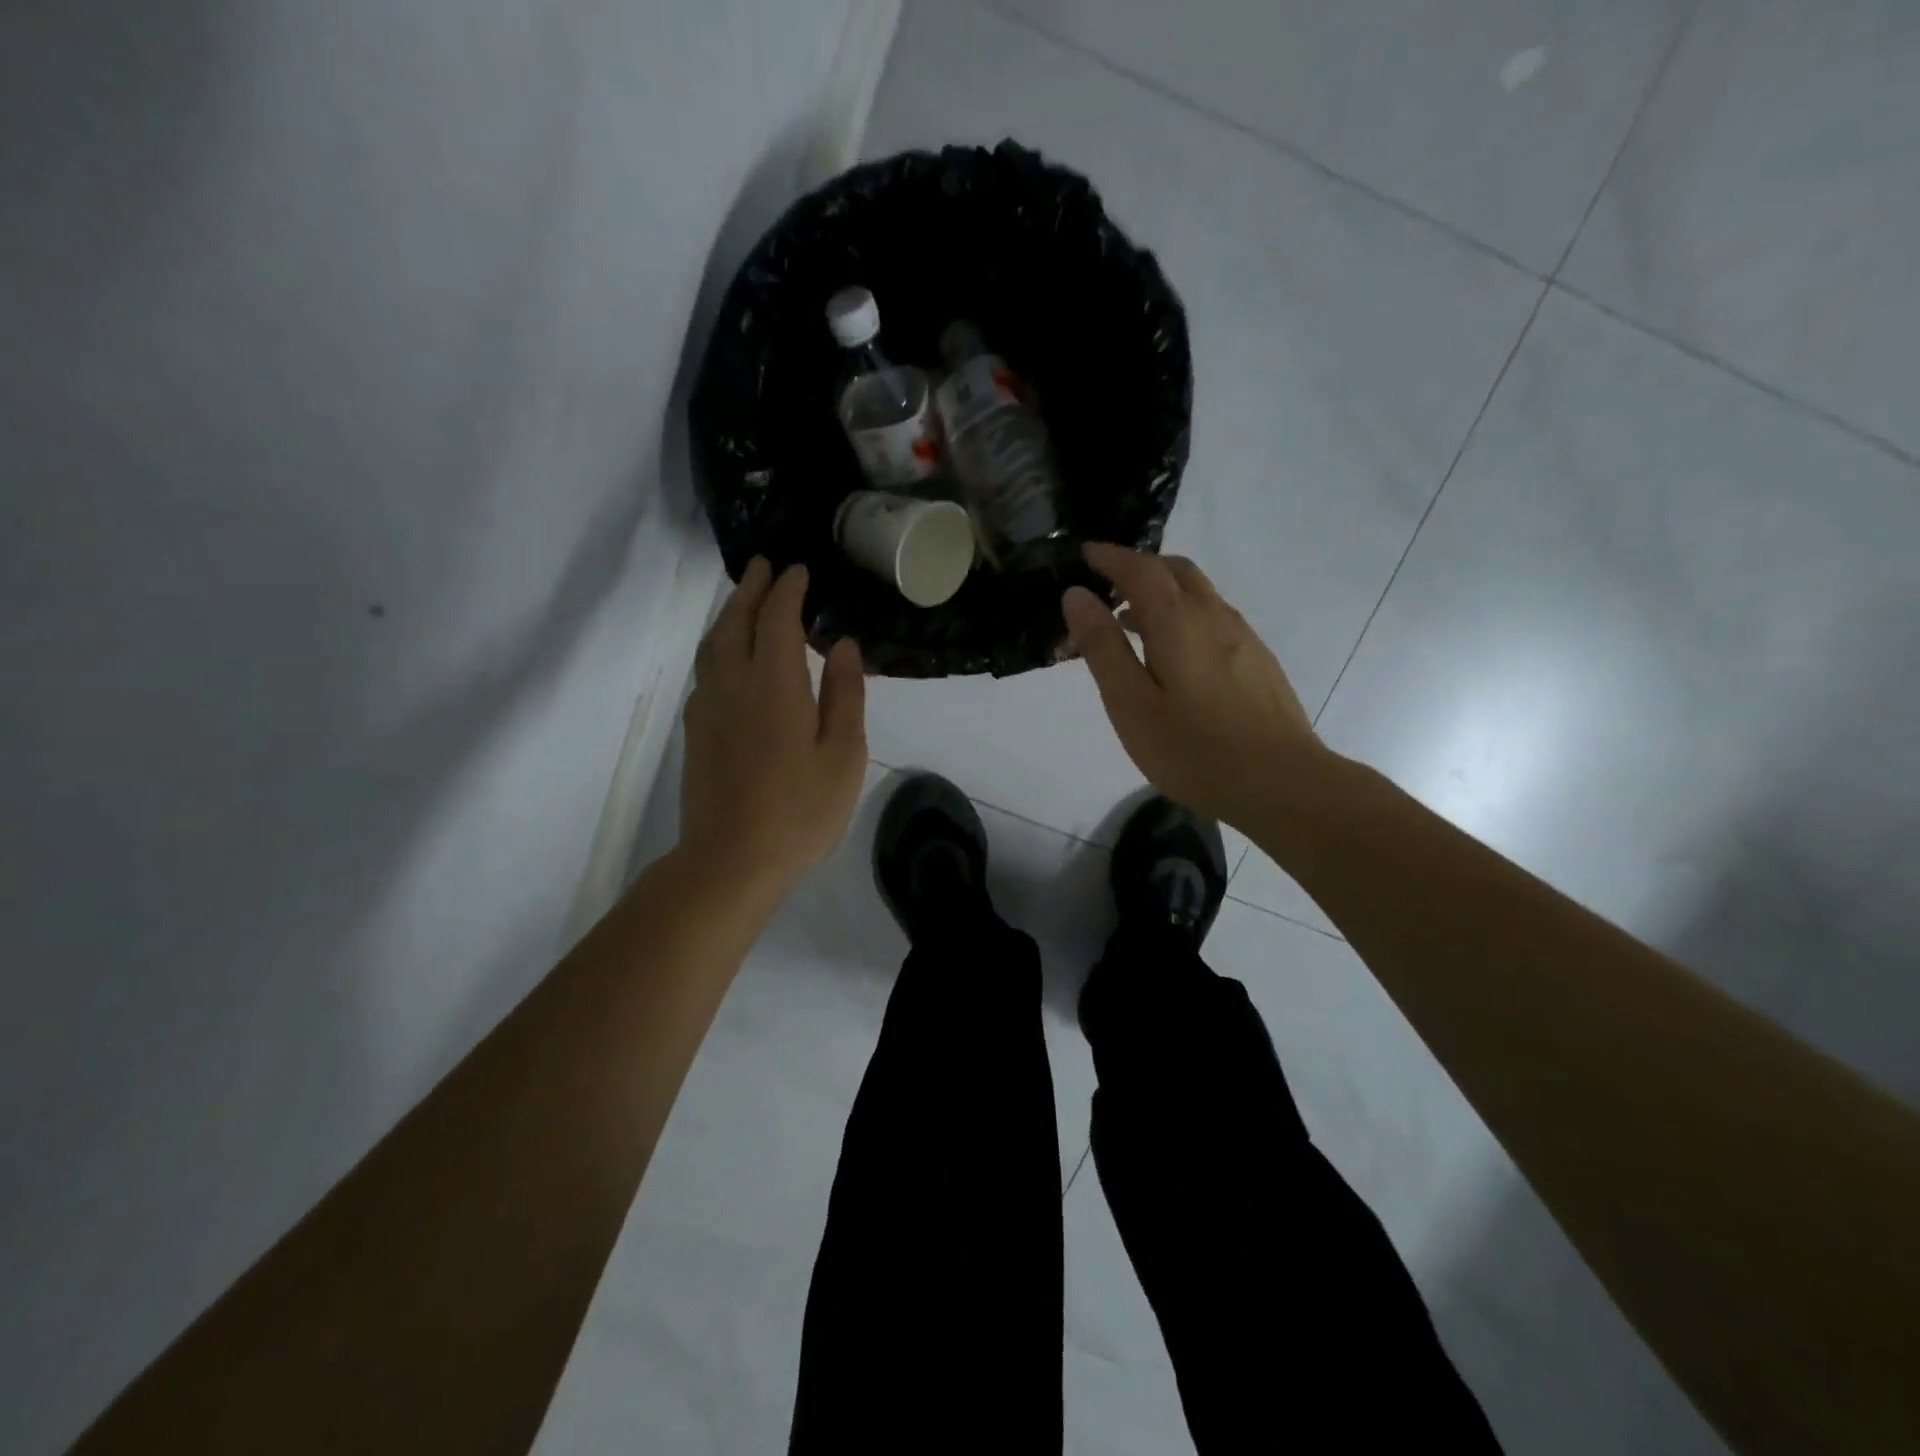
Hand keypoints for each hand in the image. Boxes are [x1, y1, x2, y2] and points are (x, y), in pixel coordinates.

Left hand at [679, 559, 866, 894]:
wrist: (730, 861)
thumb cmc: (799, 811)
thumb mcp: (843, 755)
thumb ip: (846, 694)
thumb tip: (845, 644)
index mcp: (774, 685)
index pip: (778, 619)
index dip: (788, 590)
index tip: (799, 570)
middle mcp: (733, 685)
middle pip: (736, 622)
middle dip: (750, 589)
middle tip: (764, 566)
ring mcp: (707, 708)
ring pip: (713, 645)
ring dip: (729, 614)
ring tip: (745, 601)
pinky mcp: (696, 732)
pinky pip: (705, 670)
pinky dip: (718, 646)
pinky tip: (729, 658)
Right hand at [1062, 544, 1321, 828]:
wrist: (1281, 783)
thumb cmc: (1194, 749)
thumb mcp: (1131, 703)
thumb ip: (1103, 647)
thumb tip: (1077, 595)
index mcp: (1178, 621)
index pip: (1140, 569)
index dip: (1110, 557)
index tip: (1084, 554)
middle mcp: (1214, 616)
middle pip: (1176, 571)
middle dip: (1139, 568)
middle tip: (1106, 586)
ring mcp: (1243, 637)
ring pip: (1199, 594)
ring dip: (1162, 593)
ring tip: (1132, 622)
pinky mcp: (1258, 661)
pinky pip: (1214, 618)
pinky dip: (1184, 615)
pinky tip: (1175, 654)